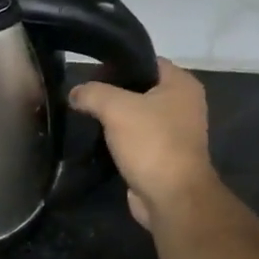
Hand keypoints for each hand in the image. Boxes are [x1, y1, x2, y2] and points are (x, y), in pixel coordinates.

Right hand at [70, 60, 218, 230]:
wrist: (171, 196)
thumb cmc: (151, 143)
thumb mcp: (116, 108)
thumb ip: (92, 94)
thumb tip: (75, 93)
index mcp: (181, 84)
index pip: (146, 61)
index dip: (117, 64)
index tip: (89, 74)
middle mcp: (183, 104)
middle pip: (139, 88)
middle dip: (111, 92)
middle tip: (82, 97)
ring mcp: (174, 131)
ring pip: (136, 115)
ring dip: (113, 118)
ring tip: (84, 117)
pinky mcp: (163, 155)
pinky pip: (136, 138)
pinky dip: (118, 139)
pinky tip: (97, 140)